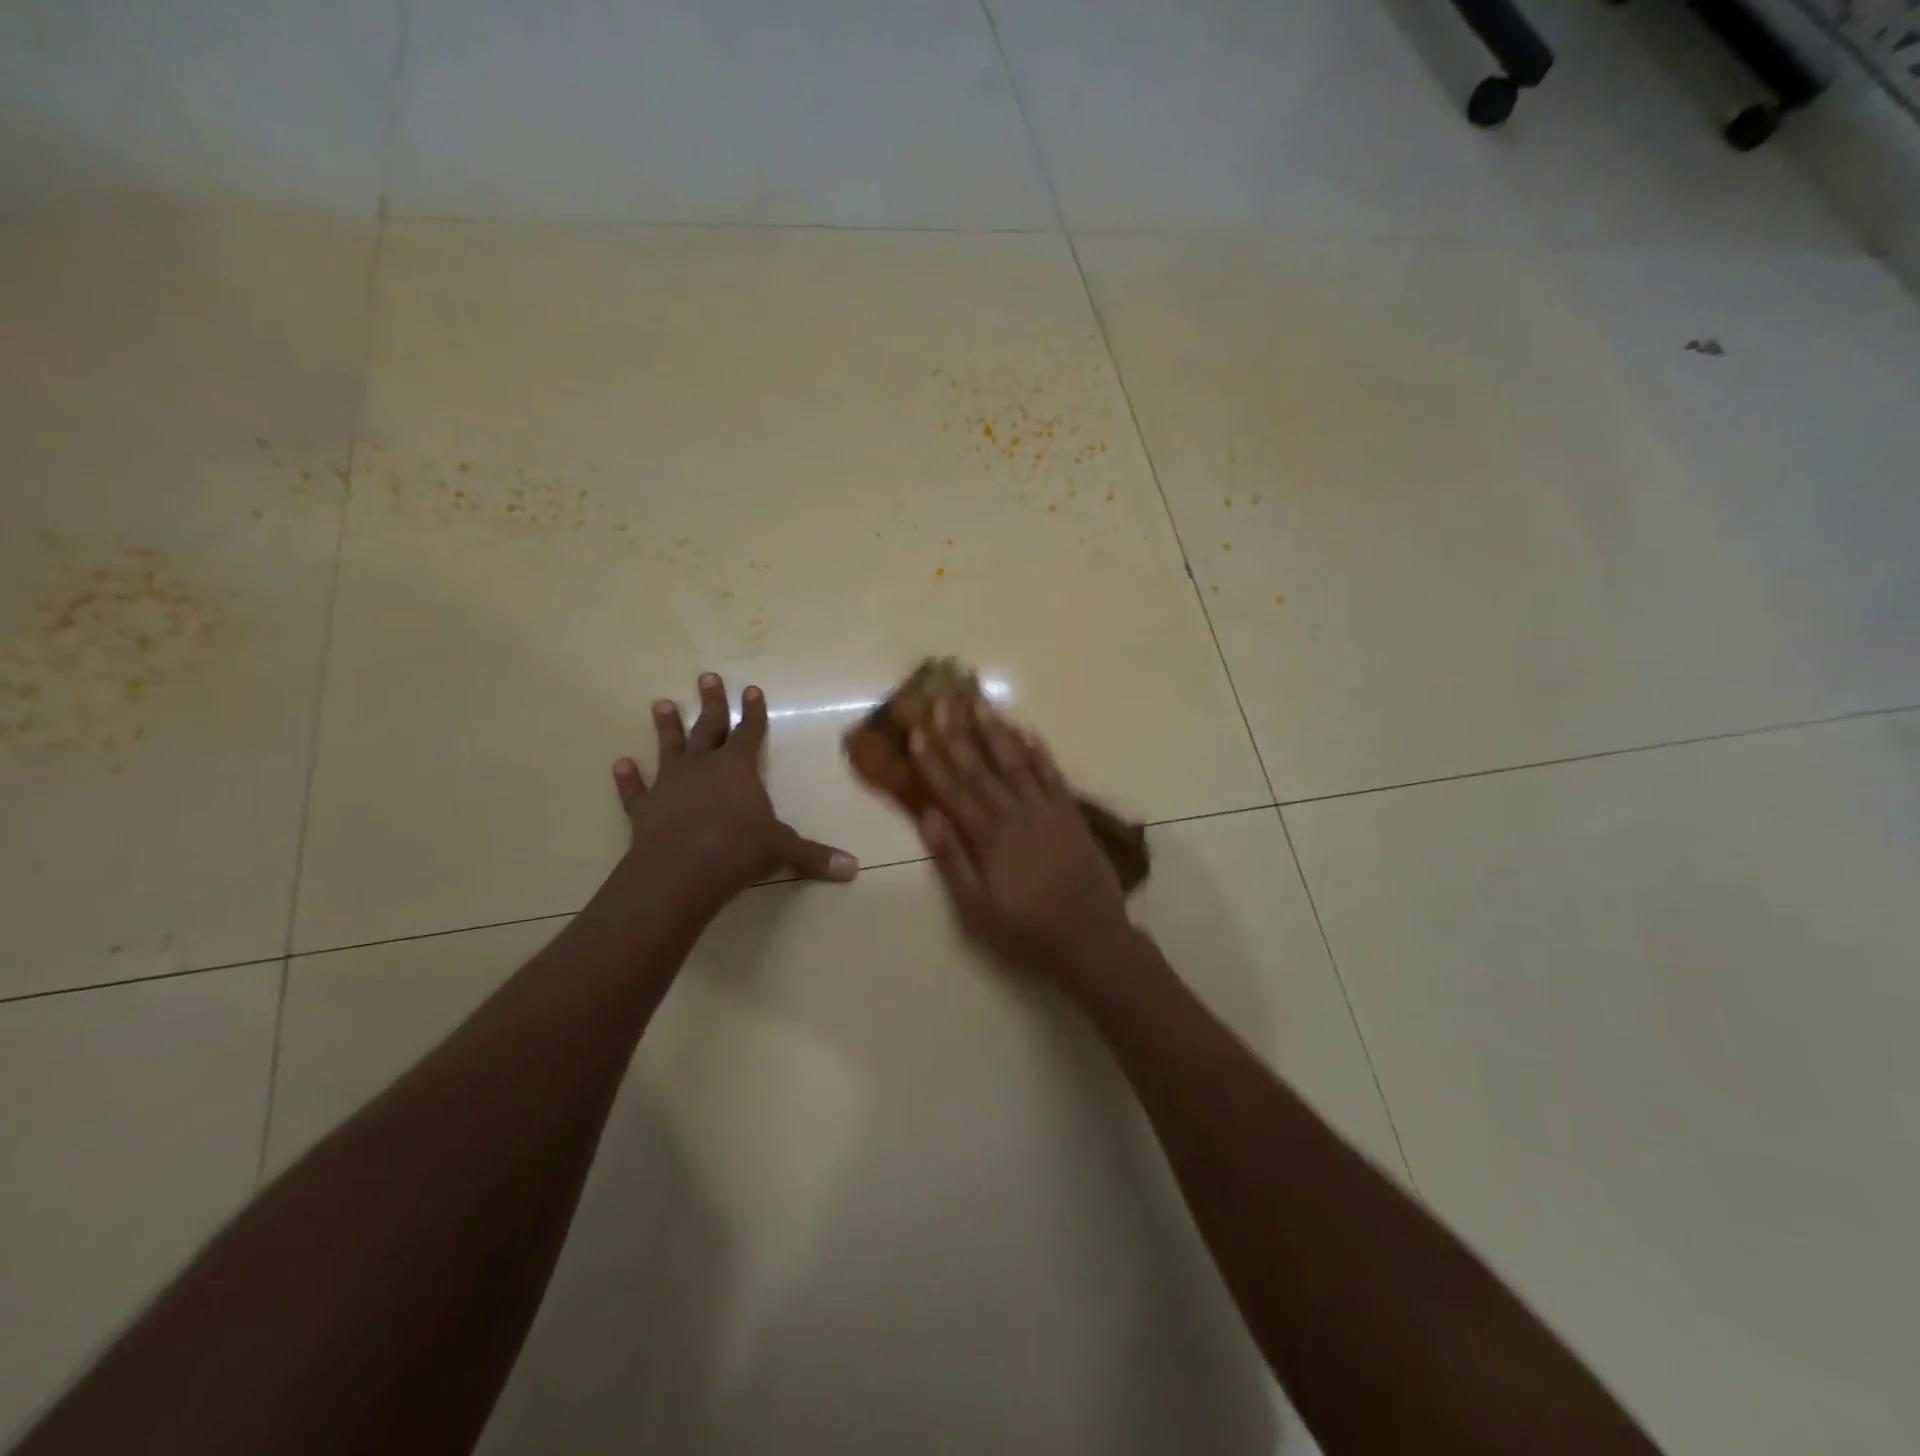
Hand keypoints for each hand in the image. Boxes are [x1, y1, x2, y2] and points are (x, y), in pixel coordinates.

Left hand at [610, 673, 857, 911]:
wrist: (681, 871)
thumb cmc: (738, 850)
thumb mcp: (784, 851)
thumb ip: (815, 857)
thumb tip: (854, 870)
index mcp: (738, 768)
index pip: (750, 732)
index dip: (753, 711)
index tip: (751, 690)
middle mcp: (703, 766)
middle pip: (708, 727)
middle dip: (710, 703)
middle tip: (707, 677)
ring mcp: (670, 784)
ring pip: (669, 747)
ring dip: (666, 727)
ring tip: (660, 704)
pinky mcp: (644, 808)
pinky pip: (635, 789)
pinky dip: (628, 778)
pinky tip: (620, 765)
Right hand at [911, 700, 1136, 981]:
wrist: (1091, 937)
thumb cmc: (1026, 929)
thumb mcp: (977, 908)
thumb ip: (953, 860)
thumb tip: (928, 815)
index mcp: (988, 837)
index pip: (953, 789)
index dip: (933, 760)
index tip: (918, 731)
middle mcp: (1015, 814)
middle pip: (981, 767)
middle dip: (959, 733)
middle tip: (943, 700)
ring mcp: (1046, 809)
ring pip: (1015, 761)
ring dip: (995, 731)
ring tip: (979, 703)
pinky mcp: (1070, 812)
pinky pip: (1051, 773)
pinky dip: (1037, 750)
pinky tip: (1024, 730)